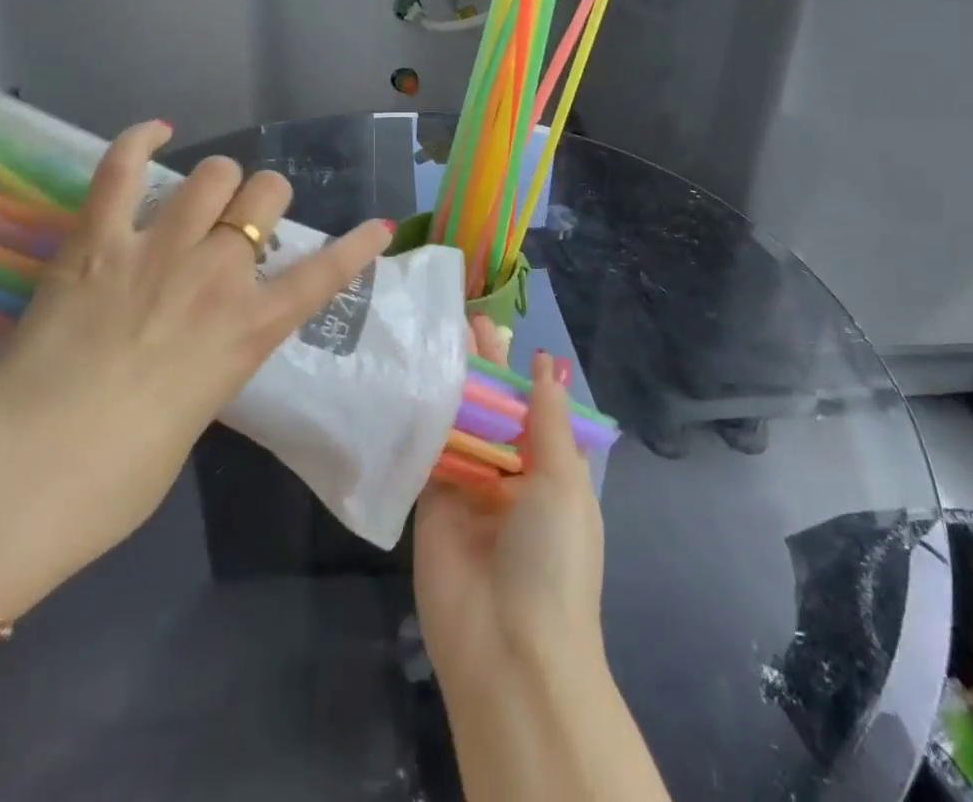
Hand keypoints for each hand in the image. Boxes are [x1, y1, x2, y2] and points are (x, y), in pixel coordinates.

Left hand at [0, 120, 392, 615]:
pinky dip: (140, 141)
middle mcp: (217, 275)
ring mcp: (158, 250)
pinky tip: (156, 132)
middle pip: (265, 195)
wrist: (32, 472)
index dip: (357, 246)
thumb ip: (212, 361)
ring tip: (202, 195)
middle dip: (263, 199)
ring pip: (212, 174)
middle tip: (242, 222)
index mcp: (250, 329)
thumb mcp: (198, 412)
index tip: (377, 226)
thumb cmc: (121, 474)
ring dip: (217, 180)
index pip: (325, 274)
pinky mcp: (97, 240)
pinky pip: (123, 169)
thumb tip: (196, 342)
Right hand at [413, 331, 607, 703]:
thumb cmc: (552, 559)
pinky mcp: (430, 504)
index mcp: (549, 472)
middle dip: (481, 369)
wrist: (509, 652)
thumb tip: (546, 365)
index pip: (530, 408)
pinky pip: (426, 453)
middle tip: (462, 321)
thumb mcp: (563, 484)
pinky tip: (409, 380)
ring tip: (433, 338)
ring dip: (449, 385)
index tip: (500, 330)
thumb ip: (547, 421)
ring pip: (457, 425)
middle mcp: (508, 476)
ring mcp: (468, 490)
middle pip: (491, 410)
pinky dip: (421, 420)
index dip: (516, 370)